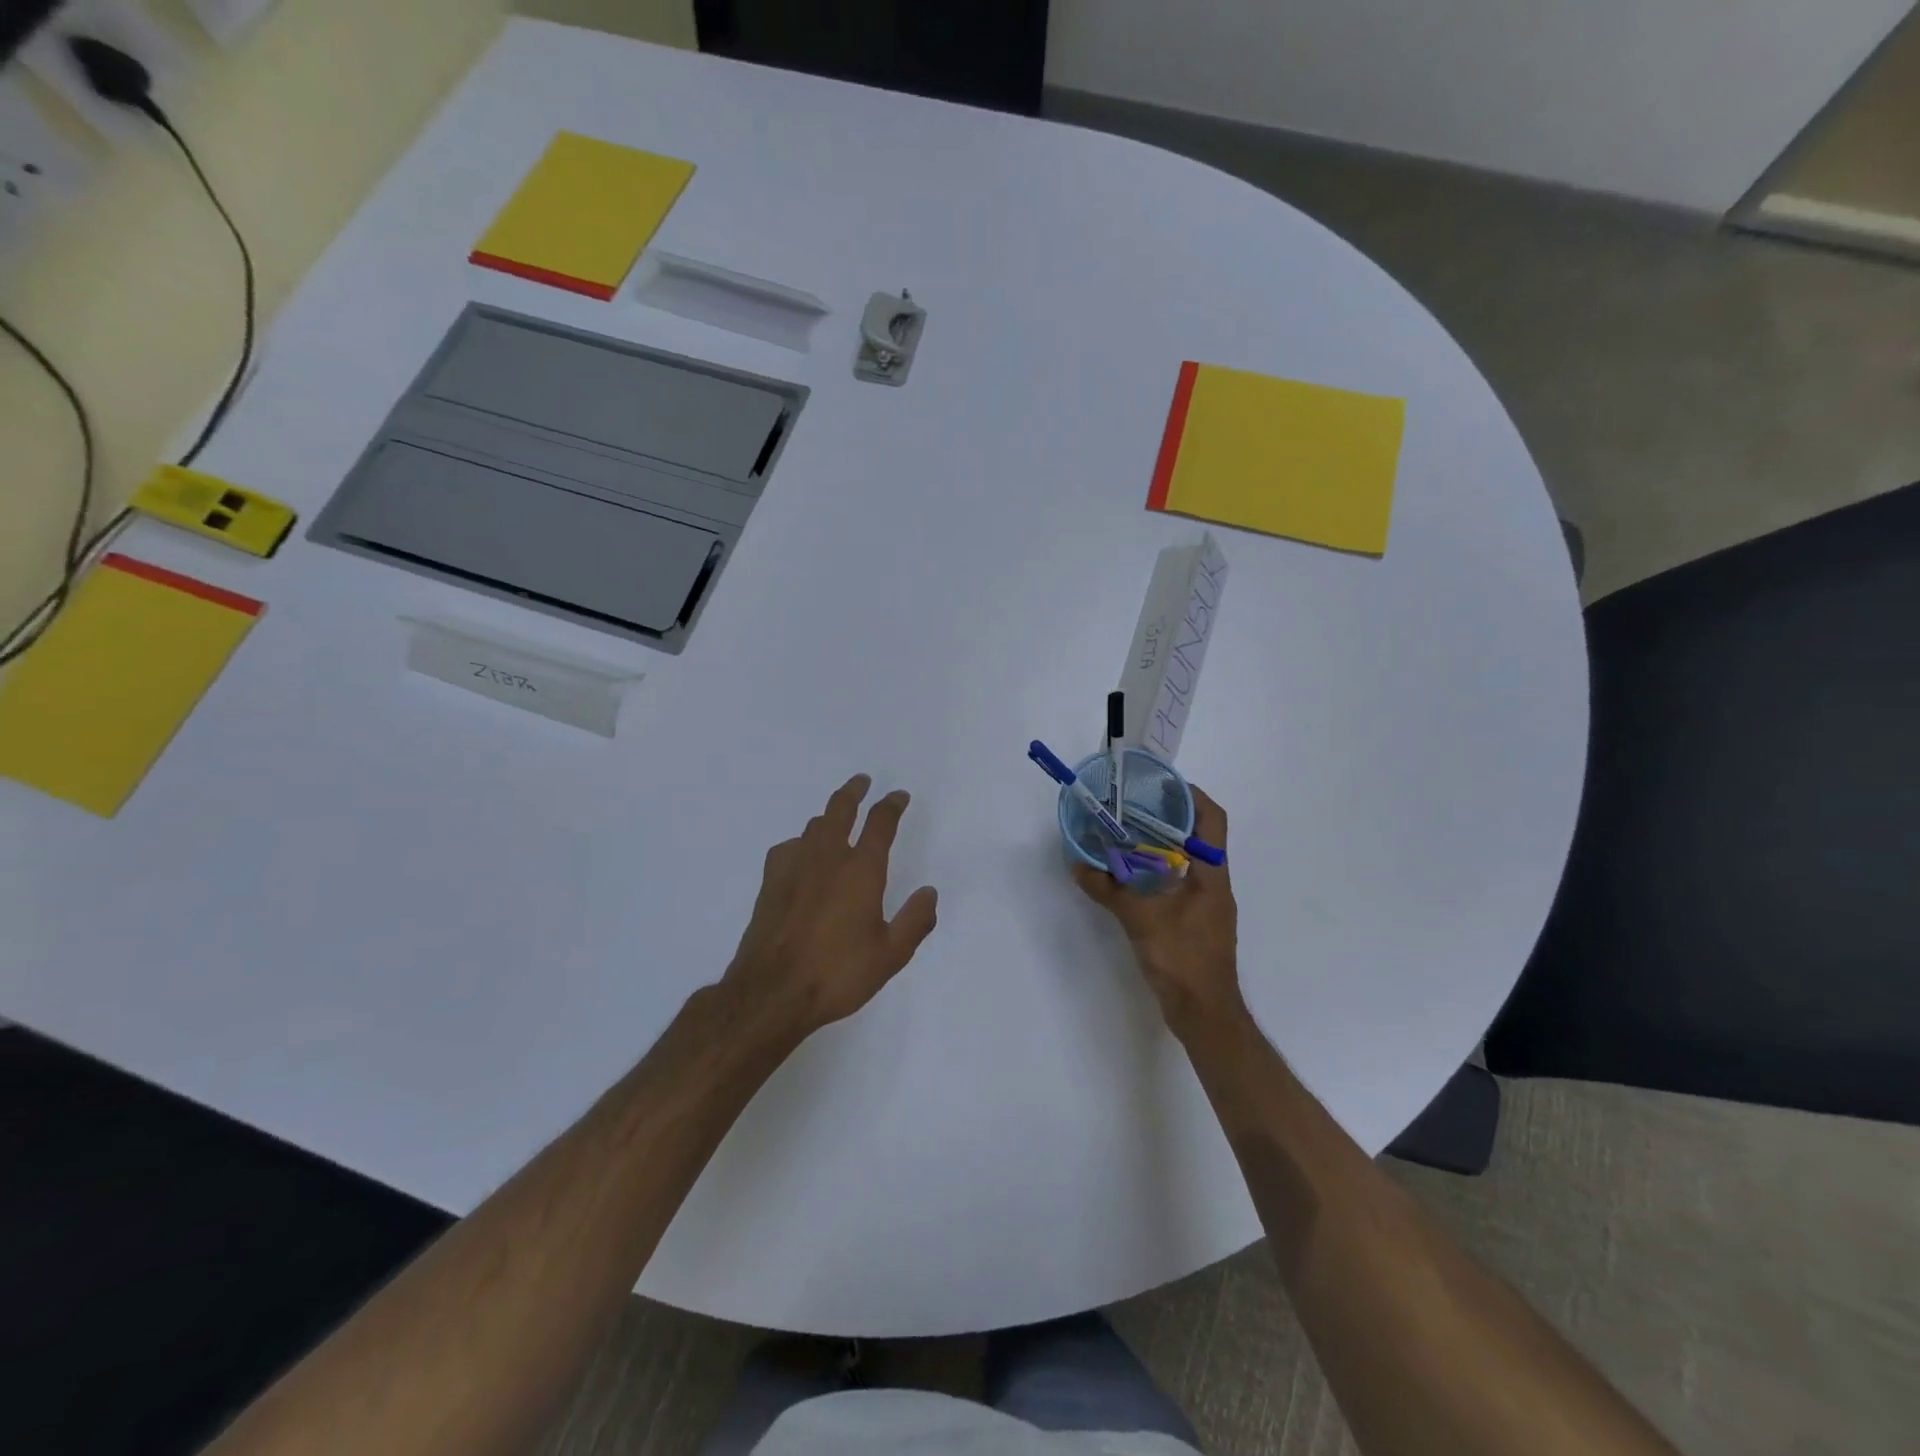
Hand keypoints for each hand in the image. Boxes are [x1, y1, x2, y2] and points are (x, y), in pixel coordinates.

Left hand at [724, 774, 939, 1038]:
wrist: (771, 993)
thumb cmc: (837, 974)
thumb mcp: (890, 955)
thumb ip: (915, 921)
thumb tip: (929, 892)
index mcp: (861, 870)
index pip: (880, 823)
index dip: (891, 805)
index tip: (899, 796)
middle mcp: (828, 858)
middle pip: (840, 809)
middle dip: (854, 791)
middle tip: (862, 781)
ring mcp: (794, 867)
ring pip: (814, 826)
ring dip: (829, 815)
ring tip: (837, 817)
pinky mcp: (770, 883)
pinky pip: (789, 848)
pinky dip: (801, 843)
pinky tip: (802, 855)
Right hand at [1072, 787, 1243, 1037]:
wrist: (1204, 1013)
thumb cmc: (1182, 959)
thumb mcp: (1140, 919)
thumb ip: (1109, 889)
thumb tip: (1078, 864)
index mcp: (1211, 874)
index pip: (1211, 820)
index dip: (1191, 795)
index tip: (1159, 784)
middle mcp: (1213, 883)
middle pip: (1196, 836)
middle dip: (1165, 817)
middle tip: (1129, 806)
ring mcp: (1205, 904)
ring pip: (1185, 861)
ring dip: (1158, 846)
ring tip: (1123, 836)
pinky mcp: (1193, 922)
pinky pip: (1175, 884)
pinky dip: (1154, 873)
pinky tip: (1128, 877)